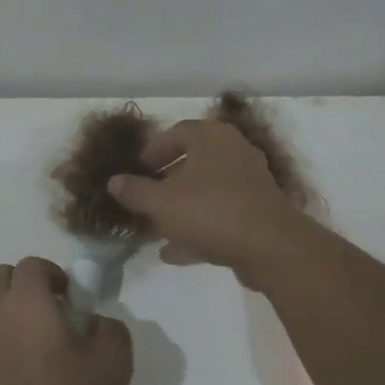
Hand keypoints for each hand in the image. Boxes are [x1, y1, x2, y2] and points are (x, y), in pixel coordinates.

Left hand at [0, 257, 131, 384]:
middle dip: (25, 286)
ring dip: (11, 318)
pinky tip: (21, 379)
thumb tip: (95, 322)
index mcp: (27, 302)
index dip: (53, 274)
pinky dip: (0, 349)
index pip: (31, 264)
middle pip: (1, 278)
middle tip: (52, 314)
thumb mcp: (114, 361)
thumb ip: (110, 327)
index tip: (71, 299)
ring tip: (38, 352)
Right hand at [107, 120, 311, 287]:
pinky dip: (198, 228)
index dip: (153, 150)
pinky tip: (174, 252)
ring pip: (207, 191)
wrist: (271, 247)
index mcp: (212, 137)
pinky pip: (220, 214)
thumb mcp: (161, 202)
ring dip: (181, 208)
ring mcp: (250, 183)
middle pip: (193, 162)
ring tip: (155, 228)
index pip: (177, 132)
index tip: (137, 170)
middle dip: (166, 182)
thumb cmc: (210, 211)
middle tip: (145, 197)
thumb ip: (135, 191)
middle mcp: (235, 152)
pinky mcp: (258, 212)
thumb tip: (114, 181)